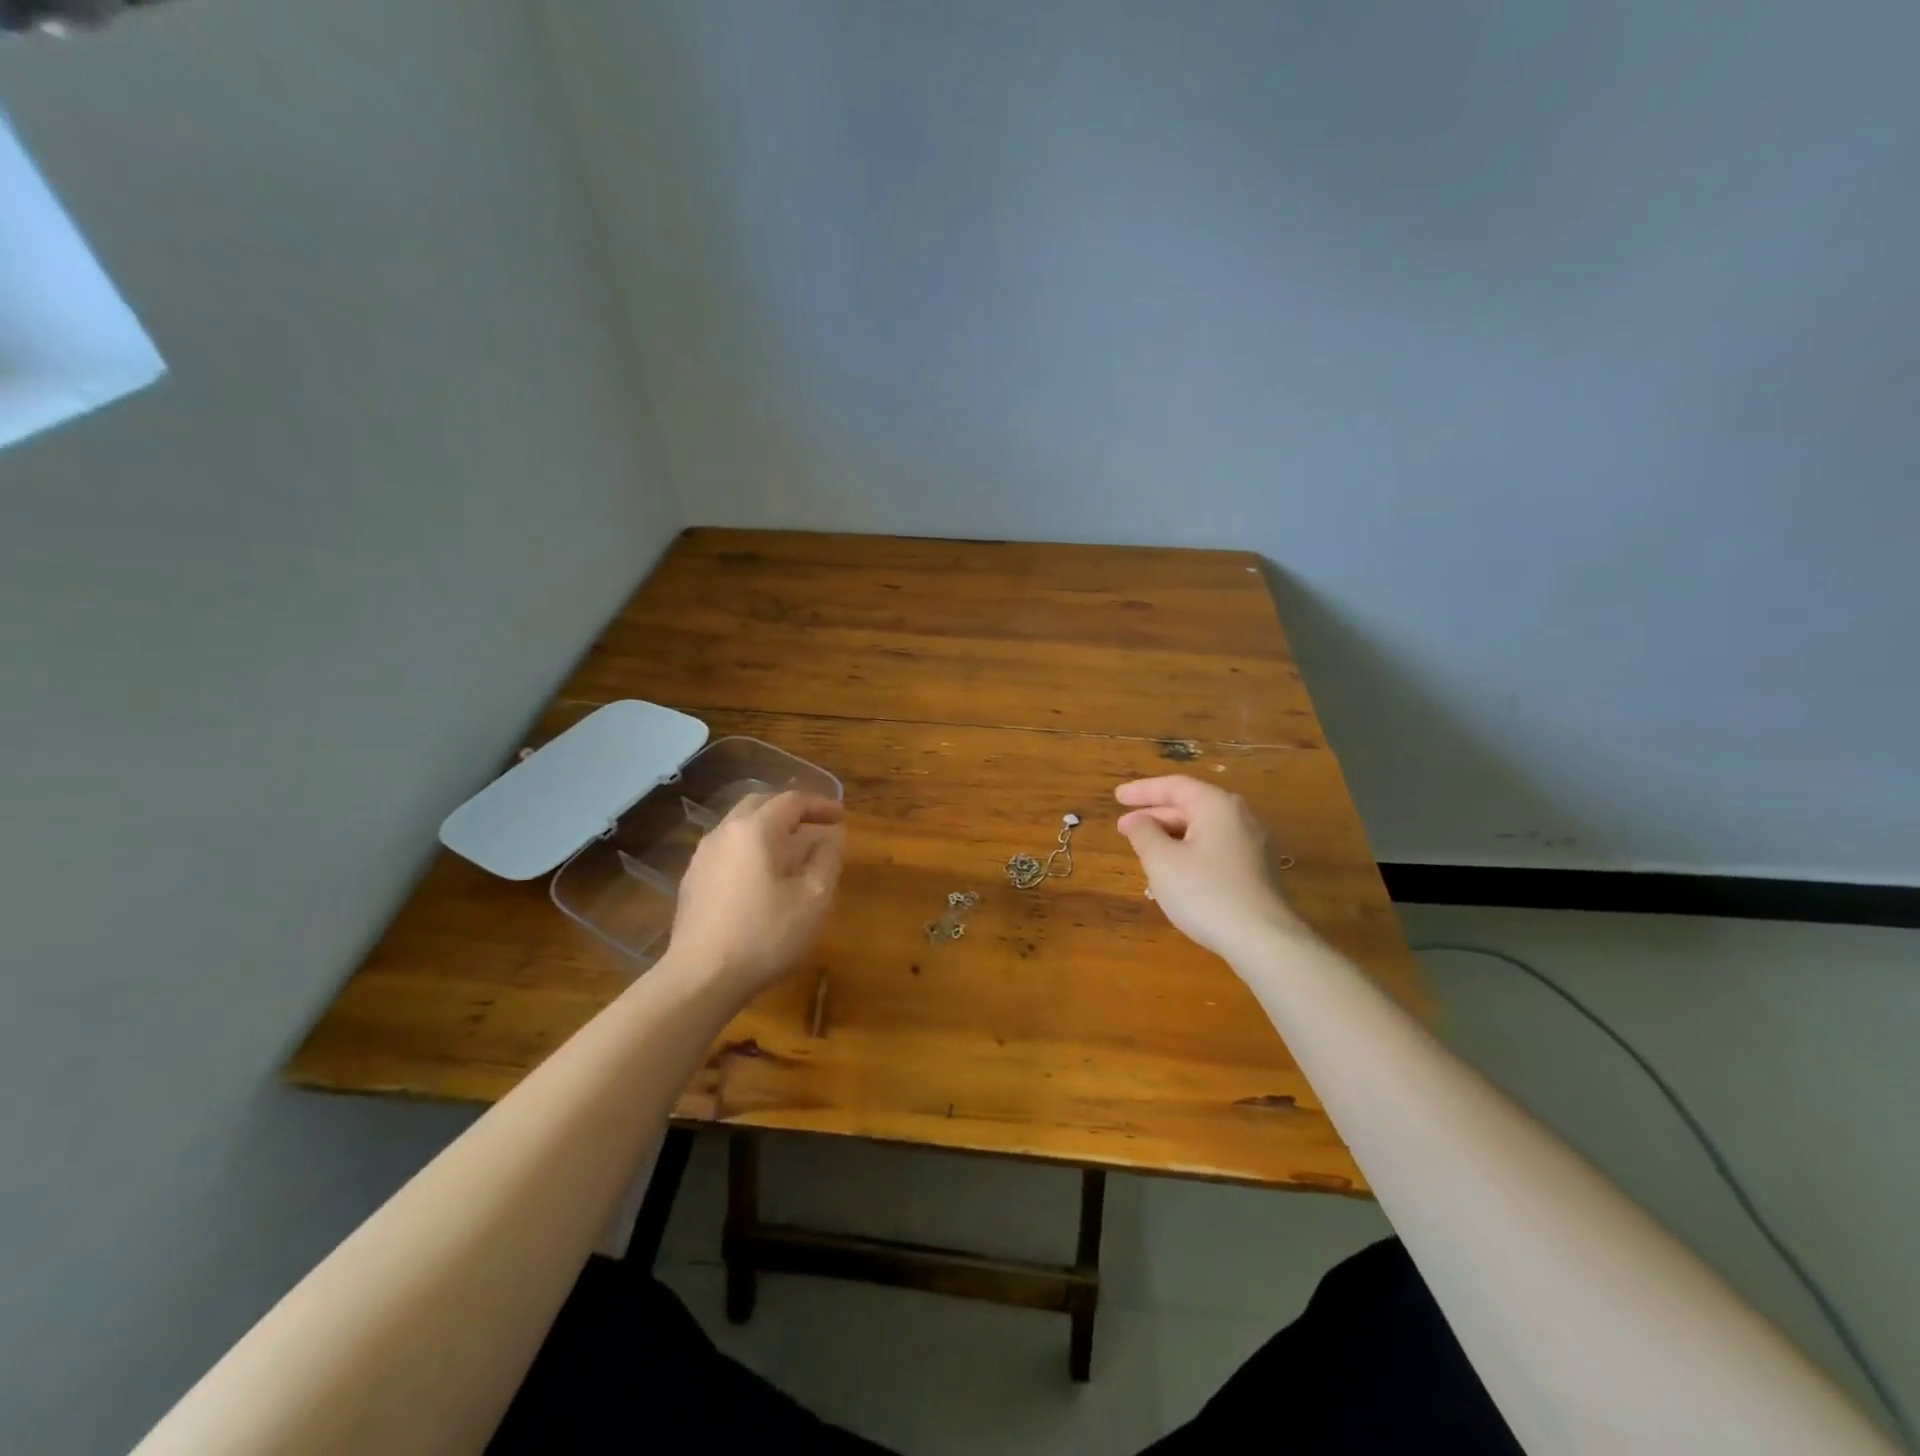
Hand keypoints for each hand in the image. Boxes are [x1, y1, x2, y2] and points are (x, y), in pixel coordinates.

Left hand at [667, 790, 844, 998]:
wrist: (701, 979)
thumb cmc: (765, 934)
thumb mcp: (813, 898)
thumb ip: (827, 859)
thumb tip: (830, 837)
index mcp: (755, 829)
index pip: (792, 801)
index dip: (820, 805)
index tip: (841, 816)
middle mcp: (724, 832)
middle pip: (761, 805)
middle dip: (792, 811)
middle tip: (817, 825)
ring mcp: (703, 856)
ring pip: (741, 826)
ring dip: (770, 829)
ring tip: (793, 850)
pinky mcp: (693, 881)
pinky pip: (728, 849)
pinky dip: (751, 849)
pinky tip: (762, 875)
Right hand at [1115, 776, 1299, 961]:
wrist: (1263, 940)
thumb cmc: (1205, 893)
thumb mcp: (1162, 861)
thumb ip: (1144, 833)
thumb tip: (1136, 820)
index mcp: (1217, 806)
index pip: (1175, 786)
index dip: (1142, 791)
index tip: (1116, 797)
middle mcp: (1240, 817)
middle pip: (1191, 806)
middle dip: (1155, 815)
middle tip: (1124, 827)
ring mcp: (1253, 845)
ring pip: (1203, 829)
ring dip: (1171, 835)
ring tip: (1144, 849)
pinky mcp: (1256, 871)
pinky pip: (1215, 849)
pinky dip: (1189, 851)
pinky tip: (1174, 871)